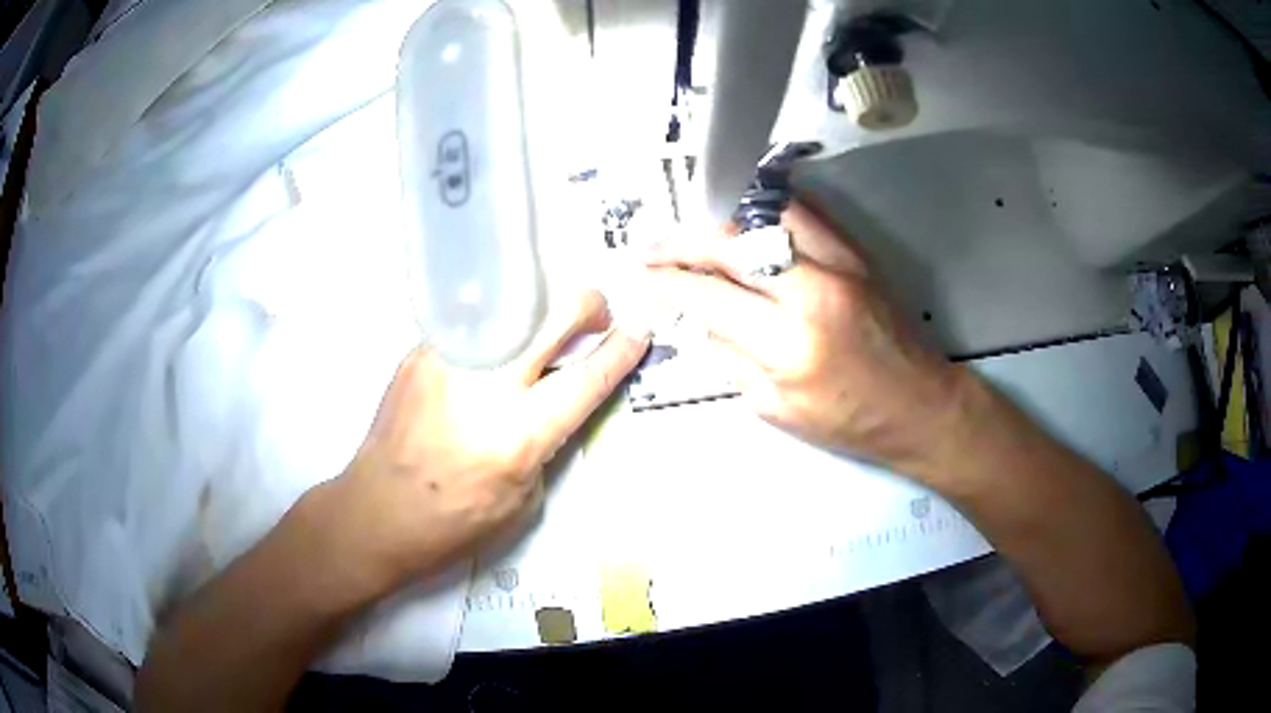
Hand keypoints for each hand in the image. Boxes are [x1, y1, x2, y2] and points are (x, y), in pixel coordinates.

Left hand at [329, 291, 649, 585]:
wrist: (376, 511)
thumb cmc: (454, 523)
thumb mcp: (524, 499)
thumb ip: (549, 439)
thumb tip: (561, 393)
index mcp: (518, 435)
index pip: (586, 377)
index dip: (621, 349)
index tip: (640, 328)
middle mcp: (486, 385)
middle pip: (555, 313)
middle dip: (589, 306)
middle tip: (593, 322)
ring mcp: (448, 359)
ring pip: (515, 301)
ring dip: (543, 310)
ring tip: (543, 332)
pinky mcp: (420, 351)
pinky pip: (476, 321)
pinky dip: (499, 327)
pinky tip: (493, 349)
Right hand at [645, 201, 965, 471]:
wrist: (919, 404)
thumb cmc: (848, 421)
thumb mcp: (774, 408)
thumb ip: (727, 356)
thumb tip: (690, 317)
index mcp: (787, 344)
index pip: (707, 294)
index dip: (666, 280)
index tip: (640, 274)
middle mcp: (812, 290)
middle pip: (729, 243)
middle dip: (681, 241)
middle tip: (653, 246)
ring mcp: (839, 263)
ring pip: (763, 215)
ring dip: (718, 217)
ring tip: (690, 228)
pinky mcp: (855, 252)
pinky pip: (801, 212)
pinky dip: (762, 209)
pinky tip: (739, 217)